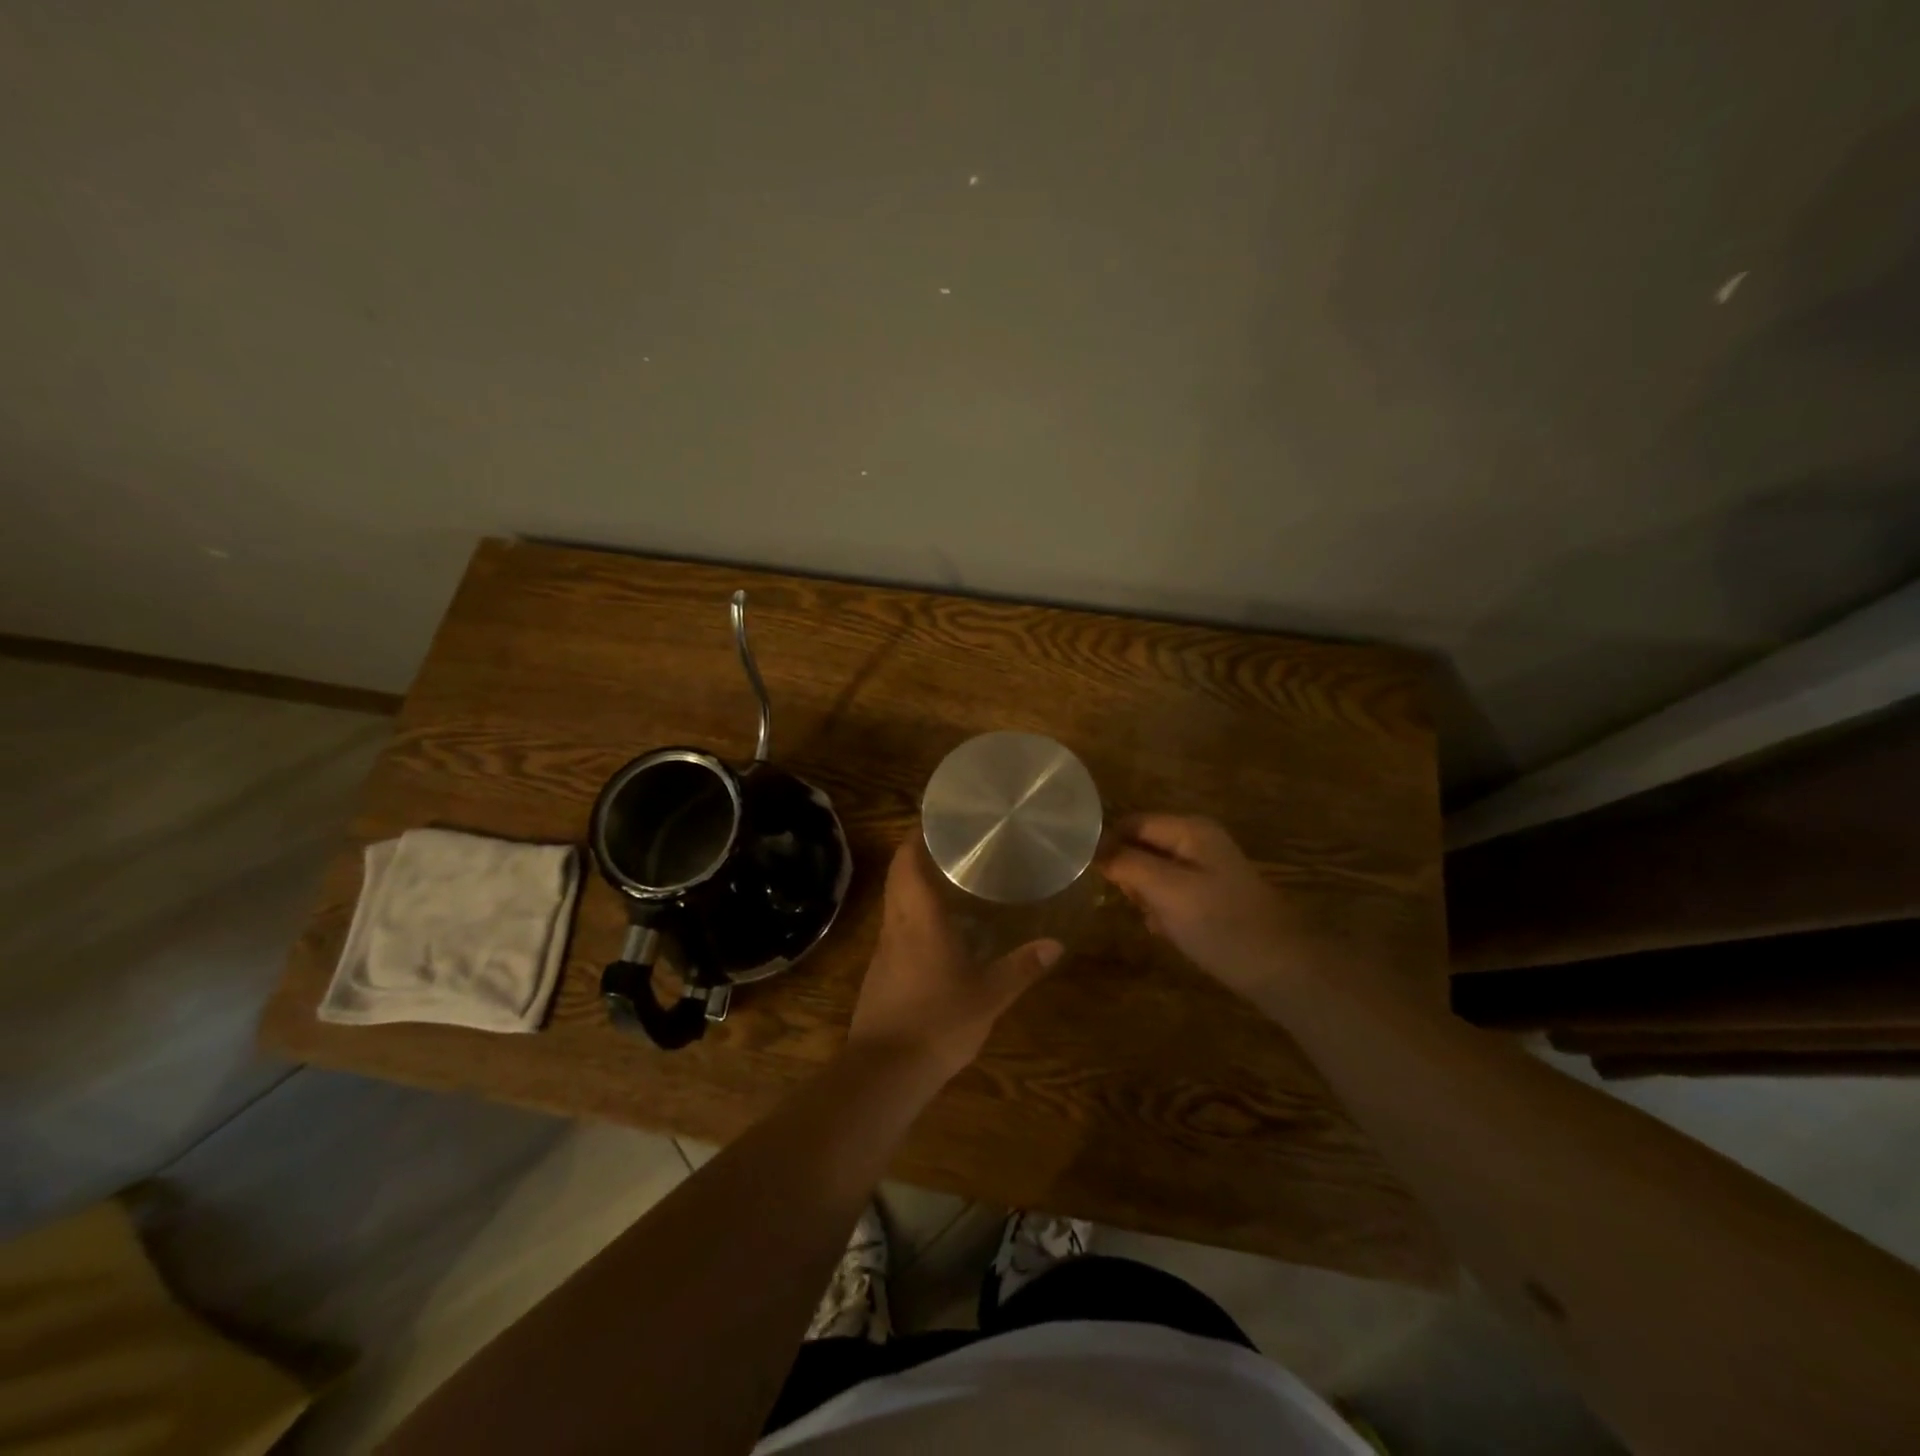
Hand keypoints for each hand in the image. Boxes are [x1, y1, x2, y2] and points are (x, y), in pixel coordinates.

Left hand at [847, 835, 1062, 1080]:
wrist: (884, 1071)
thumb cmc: (938, 1022)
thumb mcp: (989, 995)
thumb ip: (1021, 967)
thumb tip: (1056, 944)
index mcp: (918, 918)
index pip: (906, 862)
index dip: (915, 837)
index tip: (936, 821)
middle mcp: (896, 925)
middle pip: (897, 877)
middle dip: (916, 855)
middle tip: (951, 845)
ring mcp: (883, 950)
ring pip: (894, 903)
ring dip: (913, 885)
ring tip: (948, 880)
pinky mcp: (880, 974)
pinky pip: (895, 929)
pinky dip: (912, 916)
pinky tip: (937, 931)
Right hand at [1098, 813, 1316, 998]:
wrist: (1283, 970)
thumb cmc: (1222, 925)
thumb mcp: (1167, 891)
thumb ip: (1128, 864)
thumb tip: (1094, 849)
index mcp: (1190, 829)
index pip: (1131, 822)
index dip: (1109, 845)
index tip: (1093, 877)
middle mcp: (1198, 841)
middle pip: (1142, 845)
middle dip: (1129, 874)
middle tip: (1131, 903)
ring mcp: (1206, 869)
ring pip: (1153, 872)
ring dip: (1145, 896)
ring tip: (1153, 921)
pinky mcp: (1211, 896)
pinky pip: (1171, 893)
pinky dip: (1163, 910)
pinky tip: (1167, 932)